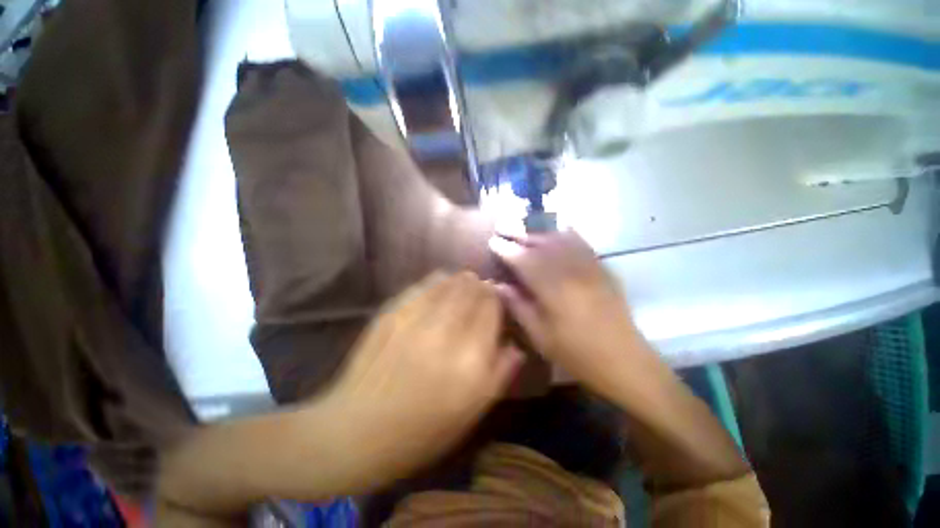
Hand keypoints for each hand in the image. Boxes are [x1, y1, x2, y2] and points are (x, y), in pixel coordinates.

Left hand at [318, 271, 522, 488]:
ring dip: (462, 281)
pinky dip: (439, 282)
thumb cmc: (422, 431)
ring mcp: (416, 318)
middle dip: (481, 287)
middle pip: (473, 288)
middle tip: (482, 291)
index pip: (493, 307)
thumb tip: (514, 344)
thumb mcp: (473, 411)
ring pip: (450, 281)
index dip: (497, 299)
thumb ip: (501, 373)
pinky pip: (425, 284)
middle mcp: (446, 332)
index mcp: (471, 360)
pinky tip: (440, 288)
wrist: (355, 431)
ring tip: (464, 285)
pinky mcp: (392, 312)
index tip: (496, 301)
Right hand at [490, 231, 649, 400]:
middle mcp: (570, 271)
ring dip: (539, 231)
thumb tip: (498, 285)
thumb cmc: (576, 353)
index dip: (506, 249)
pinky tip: (559, 229)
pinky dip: (567, 233)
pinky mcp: (602, 269)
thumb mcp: (540, 335)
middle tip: (503, 227)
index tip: (493, 241)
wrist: (624, 360)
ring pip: (560, 239)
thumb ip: (518, 306)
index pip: (523, 260)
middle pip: (541, 244)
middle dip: (519, 233)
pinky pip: (582, 242)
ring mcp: (589, 267)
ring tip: (524, 227)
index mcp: (552, 289)